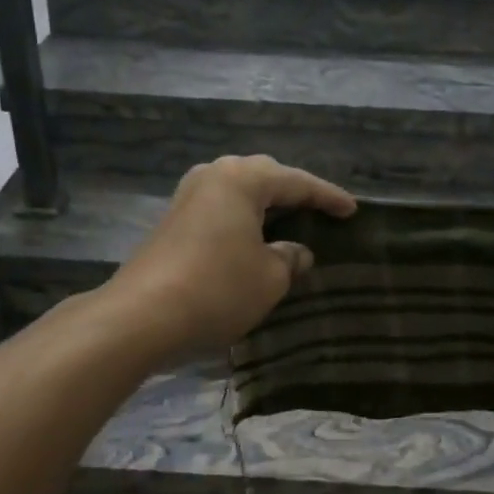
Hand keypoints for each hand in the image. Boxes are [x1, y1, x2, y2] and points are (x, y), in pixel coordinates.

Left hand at [104, 155, 356, 359]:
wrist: (141, 317)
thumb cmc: (217, 289)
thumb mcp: (269, 278)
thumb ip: (290, 258)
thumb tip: (296, 251)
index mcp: (242, 179)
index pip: (296, 182)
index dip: (328, 197)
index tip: (352, 211)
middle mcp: (212, 176)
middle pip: (263, 176)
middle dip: (293, 192)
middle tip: (319, 211)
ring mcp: (187, 197)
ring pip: (237, 191)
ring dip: (264, 205)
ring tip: (288, 221)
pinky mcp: (171, 221)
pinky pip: (219, 209)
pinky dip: (242, 219)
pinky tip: (251, 238)